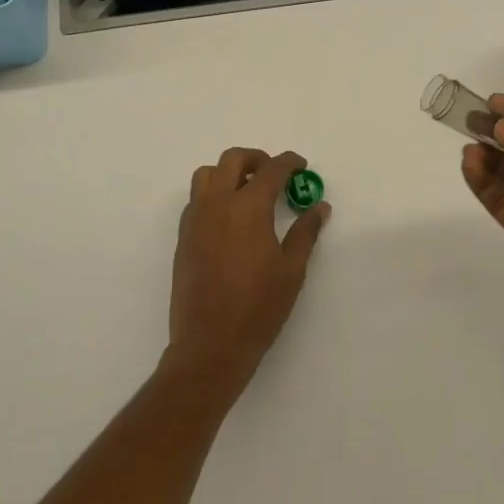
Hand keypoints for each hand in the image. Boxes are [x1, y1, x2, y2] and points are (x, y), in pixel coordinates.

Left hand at [166, 148, 329, 400]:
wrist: (209, 345)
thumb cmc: (258, 308)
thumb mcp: (291, 270)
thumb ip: (305, 232)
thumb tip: (319, 207)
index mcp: (248, 207)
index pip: (271, 169)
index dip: (289, 162)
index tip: (301, 166)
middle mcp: (218, 203)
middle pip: (233, 159)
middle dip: (256, 159)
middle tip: (274, 174)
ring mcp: (196, 219)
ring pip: (207, 174)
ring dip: (229, 172)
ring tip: (247, 190)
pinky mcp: (184, 237)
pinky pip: (196, 199)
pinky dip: (213, 193)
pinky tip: (229, 218)